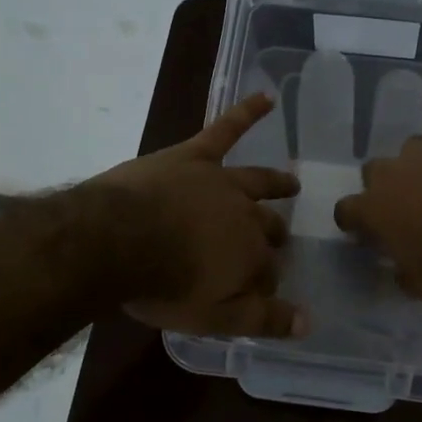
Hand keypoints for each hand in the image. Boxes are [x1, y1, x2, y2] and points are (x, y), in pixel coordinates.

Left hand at [90, 92, 308, 337]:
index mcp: (251, 255)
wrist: (114, 241)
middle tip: (276, 241)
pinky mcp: (194, 156)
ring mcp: (221, 181)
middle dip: (274, 236)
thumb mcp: (212, 317)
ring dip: (277, 183)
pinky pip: (225, 129)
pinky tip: (267, 97)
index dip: (263, 284)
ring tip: (291, 183)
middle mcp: (246, 215)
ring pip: (257, 181)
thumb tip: (308, 324)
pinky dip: (247, 112)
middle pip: (267, 227)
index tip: (256, 293)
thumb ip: (261, 320)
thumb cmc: (161, 284)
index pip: (268, 272)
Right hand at [333, 97, 421, 298]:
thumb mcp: (419, 285)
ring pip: (408, 147)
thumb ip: (402, 272)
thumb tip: (399, 269)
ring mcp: (421, 149)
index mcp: (372, 211)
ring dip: (418, 161)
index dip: (355, 220)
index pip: (346, 211)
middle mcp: (388, 174)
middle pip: (373, 171)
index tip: (364, 230)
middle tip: (407, 203)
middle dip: (387, 185)